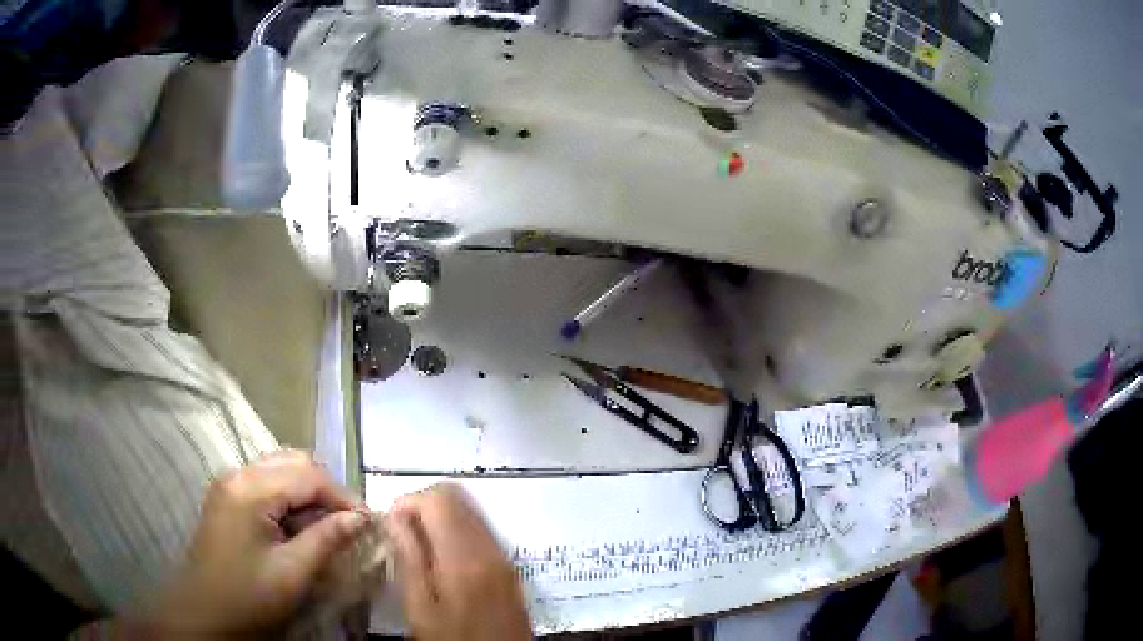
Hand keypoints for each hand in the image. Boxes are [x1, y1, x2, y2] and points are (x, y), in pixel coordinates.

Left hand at [149, 450, 368, 636]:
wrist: (205, 614)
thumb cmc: (249, 597)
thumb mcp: (293, 573)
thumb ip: (326, 539)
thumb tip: (361, 519)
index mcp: (249, 490)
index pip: (307, 475)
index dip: (342, 496)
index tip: (368, 522)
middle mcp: (237, 474)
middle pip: (292, 462)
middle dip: (325, 489)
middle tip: (347, 522)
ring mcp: (228, 484)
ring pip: (279, 469)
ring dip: (307, 493)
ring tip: (327, 526)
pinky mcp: (226, 497)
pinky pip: (265, 484)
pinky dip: (288, 499)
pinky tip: (298, 527)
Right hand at [386, 484, 529, 640]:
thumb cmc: (453, 639)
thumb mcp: (420, 607)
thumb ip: (408, 557)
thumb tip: (395, 516)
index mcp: (465, 557)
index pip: (438, 499)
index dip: (407, 502)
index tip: (390, 525)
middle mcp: (490, 548)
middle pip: (457, 498)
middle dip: (422, 506)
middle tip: (401, 534)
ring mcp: (504, 557)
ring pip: (470, 511)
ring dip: (439, 518)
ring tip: (418, 546)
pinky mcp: (509, 567)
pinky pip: (481, 530)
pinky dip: (457, 531)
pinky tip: (441, 557)